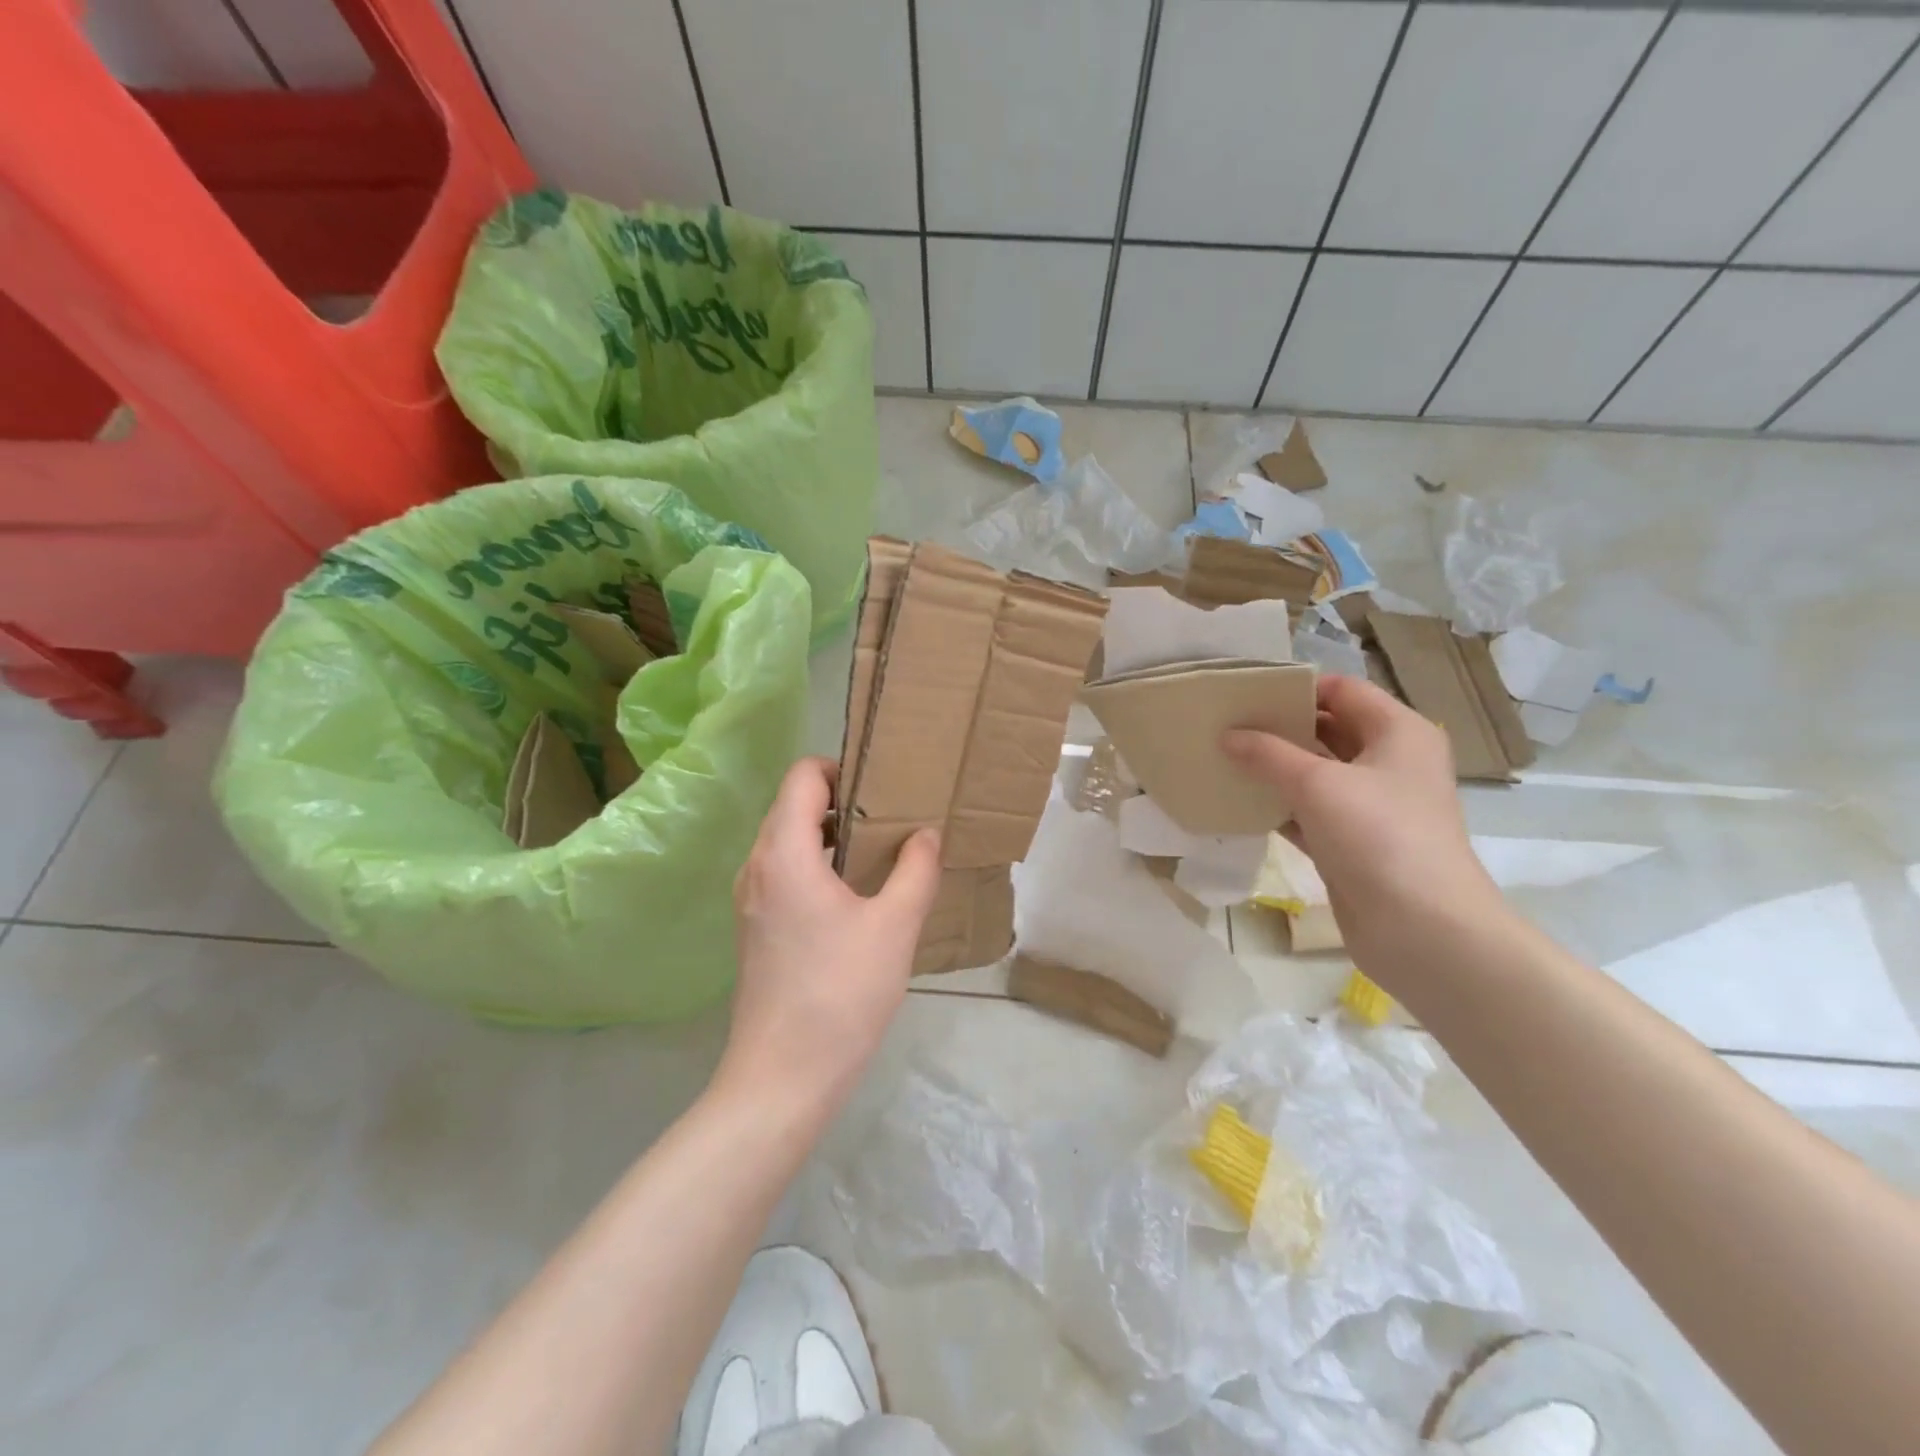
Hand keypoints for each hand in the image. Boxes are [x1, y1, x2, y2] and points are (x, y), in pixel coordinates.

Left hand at [722, 757, 941, 1108]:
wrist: (782, 1078)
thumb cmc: (840, 994)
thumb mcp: (894, 927)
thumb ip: (916, 870)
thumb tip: (925, 834)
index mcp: (785, 853)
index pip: (802, 777)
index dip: (841, 768)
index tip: (883, 787)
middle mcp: (757, 867)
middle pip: (793, 806)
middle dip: (843, 801)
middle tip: (892, 817)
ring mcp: (751, 899)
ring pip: (788, 841)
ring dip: (832, 836)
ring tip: (881, 853)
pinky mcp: (755, 928)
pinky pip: (785, 873)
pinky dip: (818, 865)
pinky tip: (856, 896)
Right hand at [1222, 676, 1504, 975]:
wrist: (1424, 931)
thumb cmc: (1379, 837)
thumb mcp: (1317, 784)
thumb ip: (1268, 754)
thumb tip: (1228, 735)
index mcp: (1398, 732)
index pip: (1343, 690)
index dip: (1296, 687)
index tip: (1246, 692)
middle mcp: (1390, 762)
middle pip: (1328, 729)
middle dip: (1279, 727)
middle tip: (1225, 724)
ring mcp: (1372, 806)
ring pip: (1316, 773)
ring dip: (1274, 768)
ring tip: (1222, 758)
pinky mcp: (1353, 843)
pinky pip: (1309, 812)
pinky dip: (1278, 806)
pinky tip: (1238, 802)